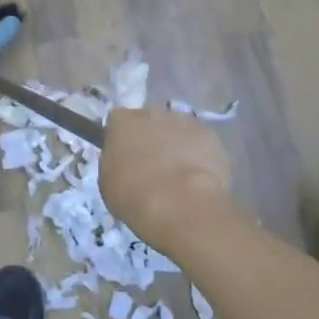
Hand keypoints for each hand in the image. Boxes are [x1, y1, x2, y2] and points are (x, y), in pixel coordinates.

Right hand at [100, 107, 233, 257]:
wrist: (180, 205)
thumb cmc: (134, 195)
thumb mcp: (108, 182)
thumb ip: (115, 162)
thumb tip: (125, 161)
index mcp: (122, 121)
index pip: (118, 121)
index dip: (122, 138)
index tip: (124, 156)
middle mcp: (152, 113)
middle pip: (150, 120)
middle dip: (151, 138)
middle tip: (152, 165)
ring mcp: (184, 121)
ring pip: (178, 129)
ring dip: (176, 144)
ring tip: (179, 173)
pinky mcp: (210, 135)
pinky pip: (201, 142)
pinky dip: (199, 155)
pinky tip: (199, 177)